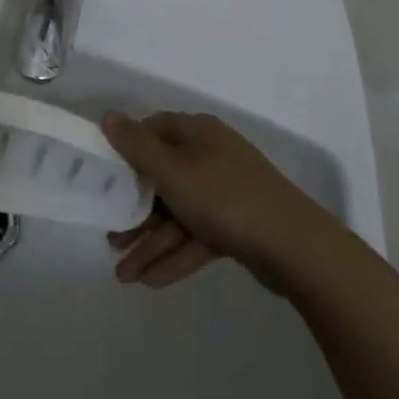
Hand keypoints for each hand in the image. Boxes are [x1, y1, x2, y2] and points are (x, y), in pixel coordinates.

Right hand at [101, 109, 340, 291]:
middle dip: (135, 211)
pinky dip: (175, 256)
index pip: (152, 131)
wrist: (294, 246)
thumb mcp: (172, 170)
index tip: (104, 177)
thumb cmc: (224, 197)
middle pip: (162, 178)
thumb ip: (136, 146)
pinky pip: (196, 237)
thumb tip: (108, 116)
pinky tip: (150, 282)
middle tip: (112, 239)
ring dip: (151, 242)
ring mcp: (225, 192)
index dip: (127, 152)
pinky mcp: (236, 225)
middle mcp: (209, 156)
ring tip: (123, 275)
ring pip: (177, 213)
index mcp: (196, 133)